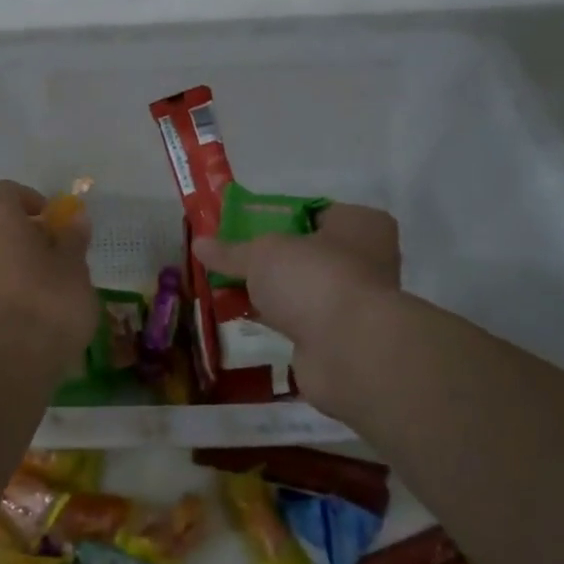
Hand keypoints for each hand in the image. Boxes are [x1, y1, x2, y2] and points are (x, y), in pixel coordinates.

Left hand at [0, 181, 99, 380]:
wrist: (4, 367)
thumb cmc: (46, 305)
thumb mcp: (74, 268)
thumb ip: (72, 239)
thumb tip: (75, 219)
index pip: (8, 191)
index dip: (34, 202)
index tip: (55, 223)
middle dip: (23, 234)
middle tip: (55, 256)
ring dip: (10, 261)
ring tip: (43, 288)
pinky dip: (0, 286)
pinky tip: (25, 311)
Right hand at [194, 202, 400, 417]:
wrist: (348, 351)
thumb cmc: (314, 279)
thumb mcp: (262, 253)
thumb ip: (231, 251)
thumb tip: (198, 244)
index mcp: (360, 224)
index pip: (314, 212)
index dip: (277, 216)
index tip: (242, 224)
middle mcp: (365, 259)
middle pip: (305, 251)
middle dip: (268, 257)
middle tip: (229, 256)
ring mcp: (353, 301)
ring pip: (300, 287)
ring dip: (269, 290)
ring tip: (224, 286)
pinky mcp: (338, 337)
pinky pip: (298, 318)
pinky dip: (274, 317)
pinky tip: (240, 315)